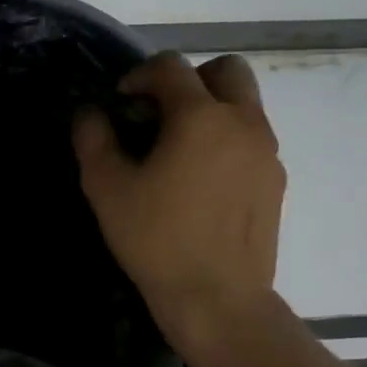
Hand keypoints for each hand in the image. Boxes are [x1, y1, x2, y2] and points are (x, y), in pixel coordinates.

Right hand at [72, 52, 285, 351]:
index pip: (171, 67)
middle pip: (225, 70)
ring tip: (179, 149)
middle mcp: (243, 122)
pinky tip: (202, 181)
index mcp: (201, 117)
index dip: (139, 75)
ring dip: (211, 109)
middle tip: (161, 114)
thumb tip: (90, 114)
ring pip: (244, 103)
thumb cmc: (156, 240)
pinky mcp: (276, 180)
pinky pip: (252, 138)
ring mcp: (266, 151)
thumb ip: (93, 139)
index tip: (121, 103)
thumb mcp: (107, 188)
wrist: (217, 299)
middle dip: (190, 80)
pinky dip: (227, 140)